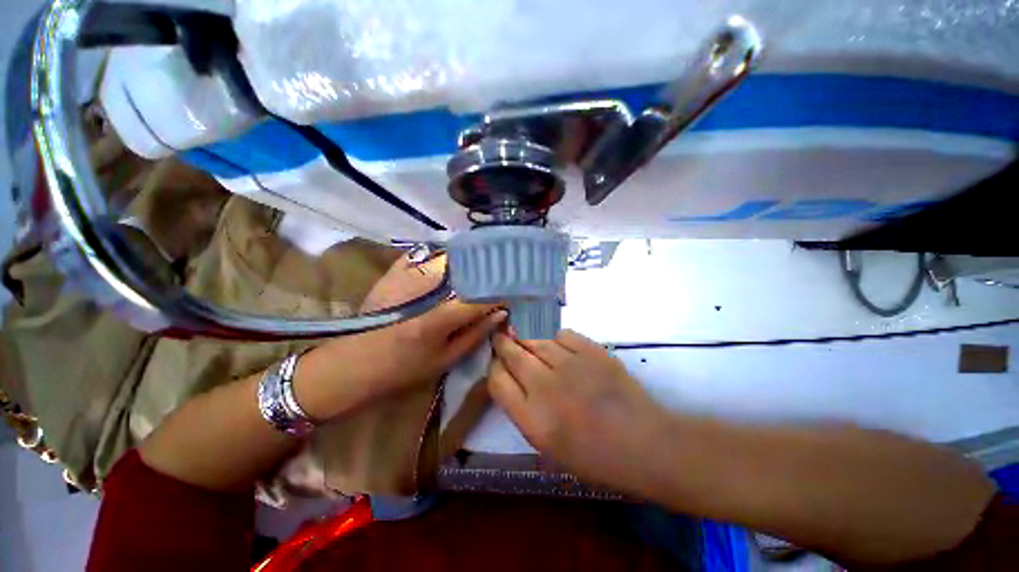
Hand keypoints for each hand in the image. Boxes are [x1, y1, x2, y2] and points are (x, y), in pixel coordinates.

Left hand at [295, 254, 505, 419]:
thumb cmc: (402, 369)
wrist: (353, 362)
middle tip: (504, 273)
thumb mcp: (445, 360)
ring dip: (470, 259)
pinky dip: (444, 256)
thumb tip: (501, 312)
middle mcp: (424, 290)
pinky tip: (455, 263)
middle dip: (489, 268)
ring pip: (449, 255)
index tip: (518, 290)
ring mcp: (406, 275)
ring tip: (485, 266)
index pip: (482, 296)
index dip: (503, 291)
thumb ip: (475, 333)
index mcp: (438, 318)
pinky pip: (427, 253)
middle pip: (467, 267)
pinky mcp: (395, 270)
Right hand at [488, 330, 668, 492]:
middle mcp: (546, 386)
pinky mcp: (592, 351)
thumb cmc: (596, 458)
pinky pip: (562, 334)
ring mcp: (570, 364)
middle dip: (503, 345)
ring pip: (537, 341)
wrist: (645, 444)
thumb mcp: (550, 449)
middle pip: (513, 354)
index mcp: (533, 419)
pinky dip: (556, 339)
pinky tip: (561, 348)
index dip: (494, 369)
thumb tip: (513, 382)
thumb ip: (525, 413)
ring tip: (531, 346)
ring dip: (529, 342)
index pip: (497, 381)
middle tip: (502, 340)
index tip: (497, 365)